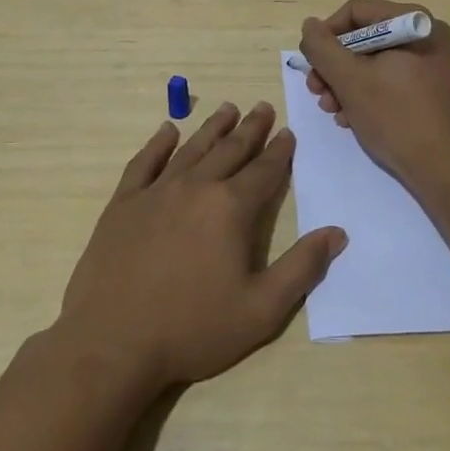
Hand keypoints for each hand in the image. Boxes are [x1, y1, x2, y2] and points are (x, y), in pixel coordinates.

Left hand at [57, 102, 346, 395]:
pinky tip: (167, 130)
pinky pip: (144, 163)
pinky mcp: (123, 204)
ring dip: (212, 127)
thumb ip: (302, 268)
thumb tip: (337, 233)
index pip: (264, 170)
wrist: (112, 343)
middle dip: (250, 128)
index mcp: (231, 208)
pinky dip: (158, 144)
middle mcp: (196, 187)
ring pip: (191, 149)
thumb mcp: (261, 309)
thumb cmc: (192, 329)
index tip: (288, 132)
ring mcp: (155, 192)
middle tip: (262, 107)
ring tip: (227, 108)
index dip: (279, 151)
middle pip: (230, 149)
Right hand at [300, 0, 449, 193]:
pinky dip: (367, 95)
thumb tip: (310, 25)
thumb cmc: (397, 117)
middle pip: (364, 38)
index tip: (311, 65)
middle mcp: (426, 36)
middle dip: (334, 66)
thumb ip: (322, 48)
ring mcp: (431, 64)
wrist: (447, 169)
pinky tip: (351, 119)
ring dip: (346, 84)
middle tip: (317, 92)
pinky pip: (390, 80)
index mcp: (413, 23)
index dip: (326, 34)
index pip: (356, 11)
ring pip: (374, 62)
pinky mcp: (431, 90)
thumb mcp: (350, 80)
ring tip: (332, 111)